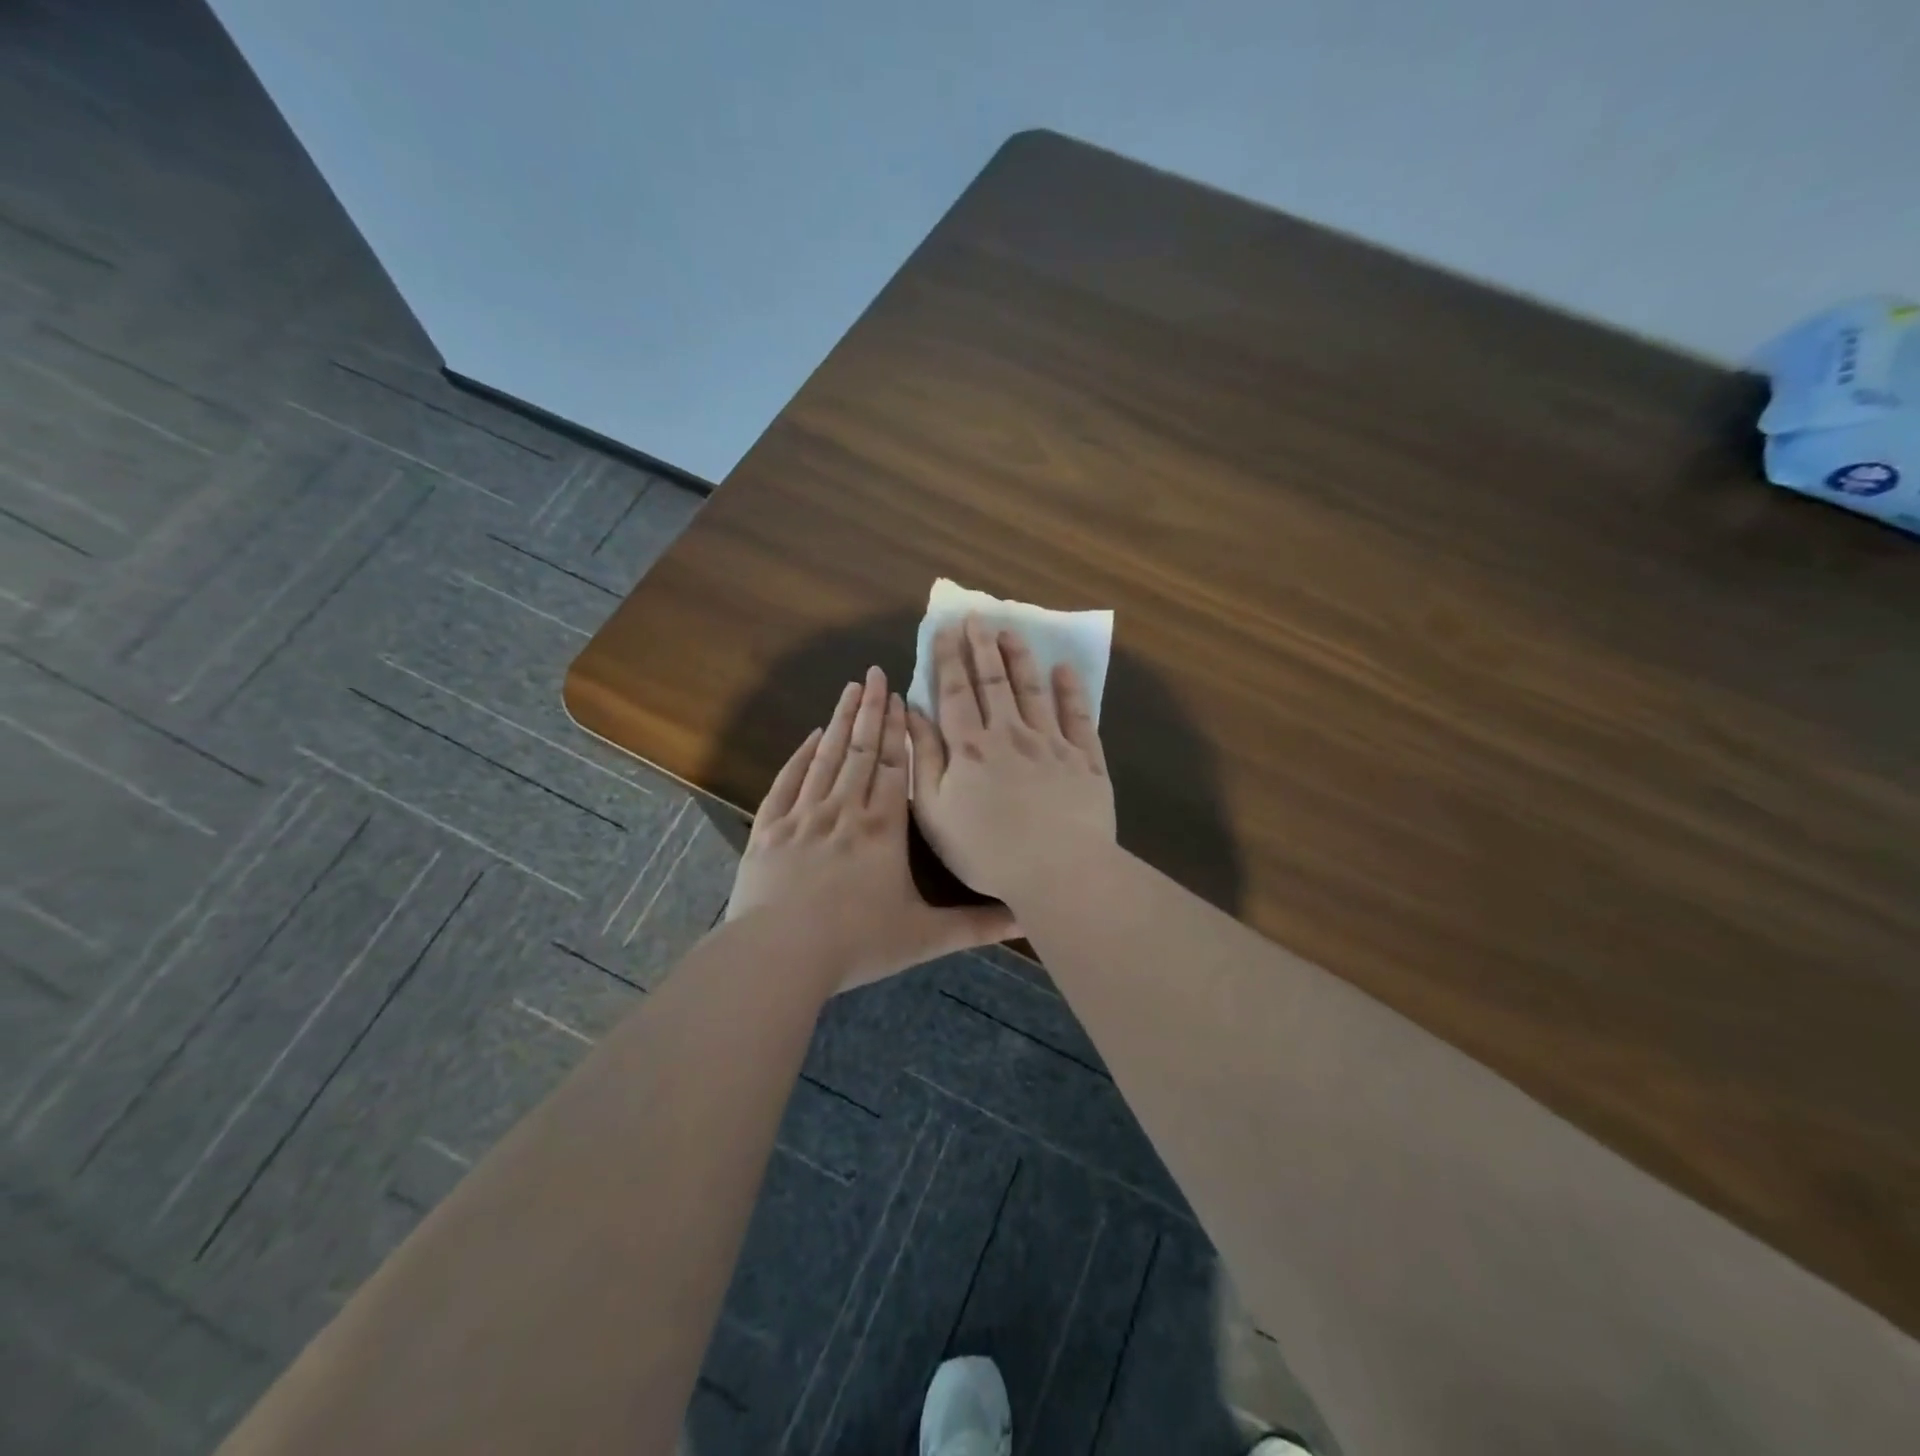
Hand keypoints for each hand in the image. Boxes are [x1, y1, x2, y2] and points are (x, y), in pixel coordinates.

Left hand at [727, 666, 1014, 991]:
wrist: (780, 955)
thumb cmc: (856, 944)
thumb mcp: (924, 937)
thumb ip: (976, 925)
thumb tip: (1027, 917)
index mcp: (883, 828)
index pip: (893, 766)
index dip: (897, 730)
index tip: (900, 696)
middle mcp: (845, 810)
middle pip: (860, 749)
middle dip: (870, 710)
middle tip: (874, 672)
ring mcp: (803, 816)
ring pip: (826, 757)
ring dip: (839, 721)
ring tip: (849, 689)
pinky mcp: (770, 830)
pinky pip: (788, 782)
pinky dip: (800, 757)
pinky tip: (810, 737)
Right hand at [906, 617, 1116, 906]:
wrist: (1058, 870)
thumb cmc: (987, 850)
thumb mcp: (936, 811)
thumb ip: (925, 758)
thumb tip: (912, 713)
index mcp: (971, 747)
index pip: (955, 692)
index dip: (948, 658)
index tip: (944, 629)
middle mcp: (1010, 733)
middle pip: (994, 681)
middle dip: (981, 646)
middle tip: (976, 617)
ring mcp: (1052, 743)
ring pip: (1033, 690)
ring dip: (1020, 658)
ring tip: (1011, 631)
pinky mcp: (1085, 759)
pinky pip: (1078, 716)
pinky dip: (1071, 690)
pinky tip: (1064, 670)